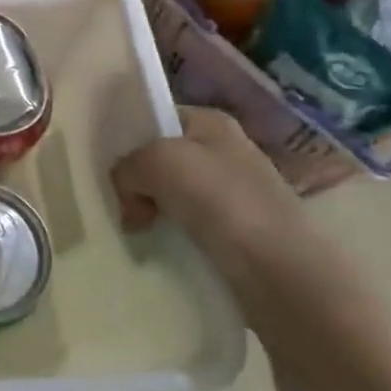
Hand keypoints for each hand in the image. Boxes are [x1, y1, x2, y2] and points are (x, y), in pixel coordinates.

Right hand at [109, 107, 330, 304]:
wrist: (281, 271)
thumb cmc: (221, 201)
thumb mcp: (157, 162)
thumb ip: (127, 168)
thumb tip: (131, 199)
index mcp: (212, 122)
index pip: (157, 119)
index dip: (130, 139)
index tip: (108, 167)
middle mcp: (226, 151)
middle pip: (162, 159)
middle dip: (137, 180)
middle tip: (119, 204)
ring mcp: (235, 193)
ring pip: (172, 195)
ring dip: (151, 211)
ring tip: (134, 229)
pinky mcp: (238, 232)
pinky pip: (188, 226)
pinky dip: (170, 235)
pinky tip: (158, 247)